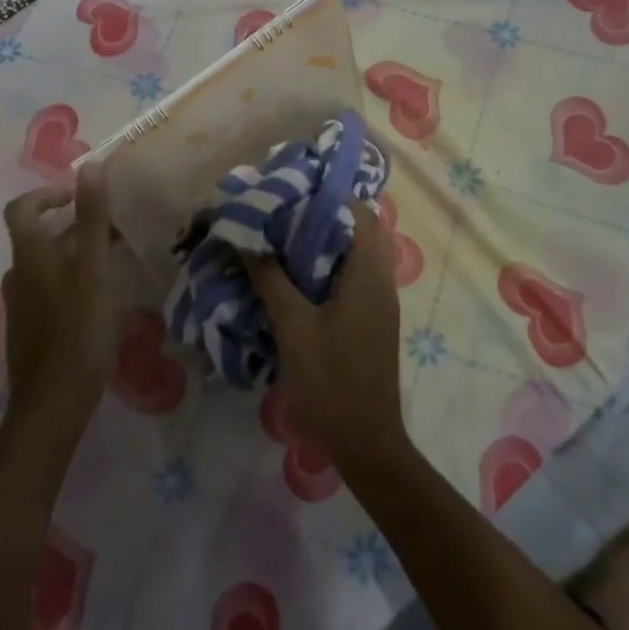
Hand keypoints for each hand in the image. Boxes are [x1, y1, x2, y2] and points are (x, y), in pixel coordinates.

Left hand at [1, 164, 116, 429]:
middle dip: (75, 225)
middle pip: (39, 236)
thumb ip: (92, 218)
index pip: (21, 208)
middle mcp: (19, 275)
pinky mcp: (33, 330)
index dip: (47, 194)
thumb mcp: (92, 268)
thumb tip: (89, 165)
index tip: (79, 196)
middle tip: (112, 227)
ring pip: (48, 264)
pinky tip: (101, 296)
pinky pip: (51, 290)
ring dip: (76, 253)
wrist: (52, 405)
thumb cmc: (77, 330)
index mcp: (29, 256)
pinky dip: (73, 279)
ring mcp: (23, 306)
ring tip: (113, 259)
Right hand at [248, 199, 409, 471]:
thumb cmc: (330, 381)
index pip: (360, 213)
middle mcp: (381, 281)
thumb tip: (247, 238)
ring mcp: (381, 302)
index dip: (330, 195)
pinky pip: (357, 274)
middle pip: (362, 229)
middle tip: (287, 209)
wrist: (366, 442)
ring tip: (288, 235)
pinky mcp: (374, 320)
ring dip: (330, 239)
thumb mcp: (293, 327)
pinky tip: (301, 274)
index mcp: (368, 275)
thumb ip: (271, 279)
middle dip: (328, 213)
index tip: (295, 188)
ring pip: (360, 252)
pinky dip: (333, 262)